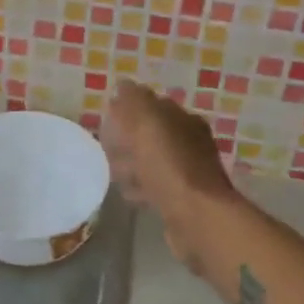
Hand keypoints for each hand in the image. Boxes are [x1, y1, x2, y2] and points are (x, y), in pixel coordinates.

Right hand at [103, 81, 235, 272]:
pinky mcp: (182, 201)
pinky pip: (155, 186)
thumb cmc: (170, 165)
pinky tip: (128, 193)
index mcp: (184, 120)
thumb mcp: (147, 123)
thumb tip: (123, 85)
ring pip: (152, 161)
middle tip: (106, 146)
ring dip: (132, 164)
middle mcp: (190, 143)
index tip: (107, 118)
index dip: (128, 109)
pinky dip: (140, 186)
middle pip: (152, 134)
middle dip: (127, 138)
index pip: (153, 104)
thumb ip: (134, 100)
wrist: (197, 218)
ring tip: (112, 171)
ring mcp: (188, 173)